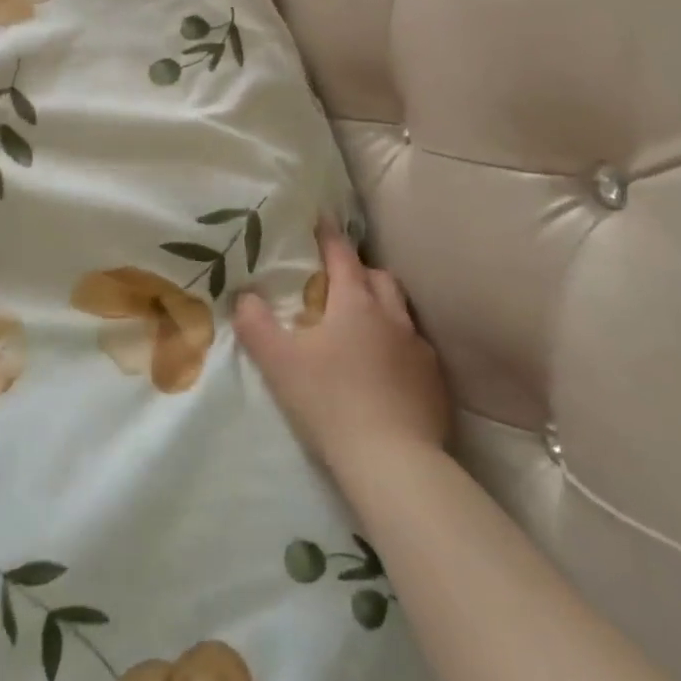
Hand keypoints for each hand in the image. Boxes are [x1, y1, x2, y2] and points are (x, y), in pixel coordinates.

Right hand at [233, 220, 451, 472]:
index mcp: (356, 304)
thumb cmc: (330, 402)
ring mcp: (420, 350)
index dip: (329, 236)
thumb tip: (244, 296)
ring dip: (383, 307)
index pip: (342, 257)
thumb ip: (255, 324)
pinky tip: (386, 369)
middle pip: (380, 278)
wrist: (393, 462)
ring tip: (363, 323)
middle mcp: (393, 317)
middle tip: (339, 279)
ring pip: (402, 312)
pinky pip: (416, 349)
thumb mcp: (278, 362)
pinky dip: (398, 346)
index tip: (322, 218)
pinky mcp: (436, 383)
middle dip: (360, 271)